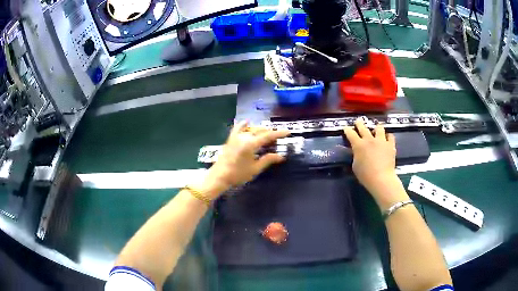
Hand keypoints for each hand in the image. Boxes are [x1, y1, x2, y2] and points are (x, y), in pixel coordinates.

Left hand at [202, 121, 289, 198]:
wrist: (219, 176)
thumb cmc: (238, 174)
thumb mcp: (255, 169)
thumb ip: (268, 160)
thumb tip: (281, 156)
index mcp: (251, 144)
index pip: (268, 136)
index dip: (279, 133)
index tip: (288, 131)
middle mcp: (244, 137)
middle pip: (260, 131)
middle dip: (270, 133)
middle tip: (279, 137)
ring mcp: (236, 137)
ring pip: (251, 129)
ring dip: (260, 130)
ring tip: (267, 133)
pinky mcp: (230, 140)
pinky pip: (237, 129)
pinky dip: (243, 125)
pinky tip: (247, 121)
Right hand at [343, 119, 400, 202]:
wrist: (381, 179)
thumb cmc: (365, 175)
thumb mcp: (355, 166)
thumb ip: (356, 156)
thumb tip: (357, 152)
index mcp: (358, 145)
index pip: (350, 133)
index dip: (347, 130)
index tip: (346, 128)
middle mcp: (369, 139)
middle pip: (363, 127)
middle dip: (359, 123)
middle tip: (358, 122)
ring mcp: (381, 141)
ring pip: (379, 127)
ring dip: (376, 127)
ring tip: (376, 128)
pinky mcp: (390, 145)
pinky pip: (390, 136)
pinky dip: (388, 136)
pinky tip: (387, 138)